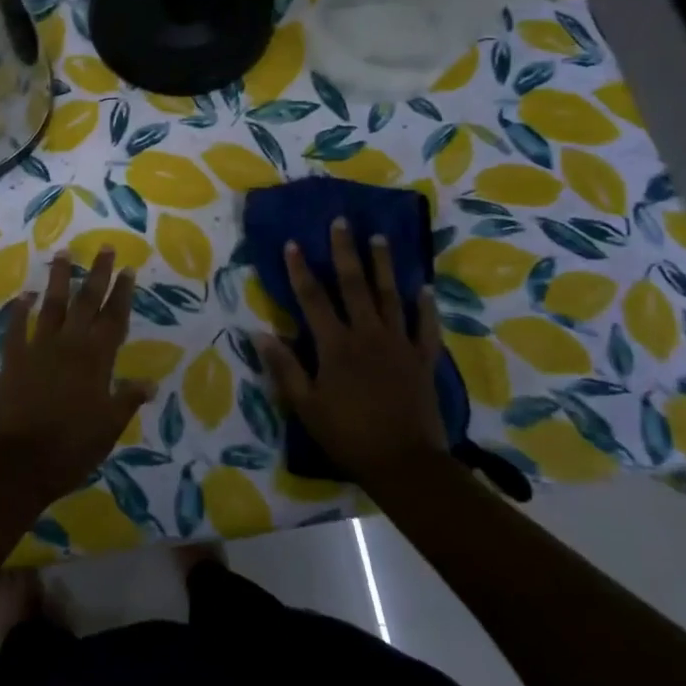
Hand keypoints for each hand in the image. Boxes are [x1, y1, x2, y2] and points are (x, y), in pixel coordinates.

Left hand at [0, 249, 153, 505]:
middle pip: (86, 302)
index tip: (127, 269)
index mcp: (96, 360)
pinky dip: (20, 310)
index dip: (122, 293)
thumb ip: (127, 400)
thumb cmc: (70, 449)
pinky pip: (16, 328)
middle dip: (97, 273)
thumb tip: (150, 383)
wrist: (15, 464)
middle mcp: (69, 345)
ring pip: (51, 306)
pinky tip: (24, 295)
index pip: (114, 319)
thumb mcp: (108, 429)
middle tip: (104, 247)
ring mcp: (37, 349)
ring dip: (59, 279)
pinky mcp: (11, 360)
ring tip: (63, 253)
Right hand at [257, 218, 447, 484]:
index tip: (293, 242)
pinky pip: (425, 327)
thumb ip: (284, 368)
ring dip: (383, 265)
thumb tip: (259, 333)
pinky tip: (425, 288)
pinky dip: (425, 306)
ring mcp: (398, 344)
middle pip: (354, 285)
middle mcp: (367, 334)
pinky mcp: (422, 359)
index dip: (300, 269)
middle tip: (342, 222)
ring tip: (380, 238)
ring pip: (390, 296)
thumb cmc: (348, 434)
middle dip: (345, 251)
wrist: (404, 463)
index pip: (312, 298)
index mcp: (335, 345)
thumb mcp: (305, 406)